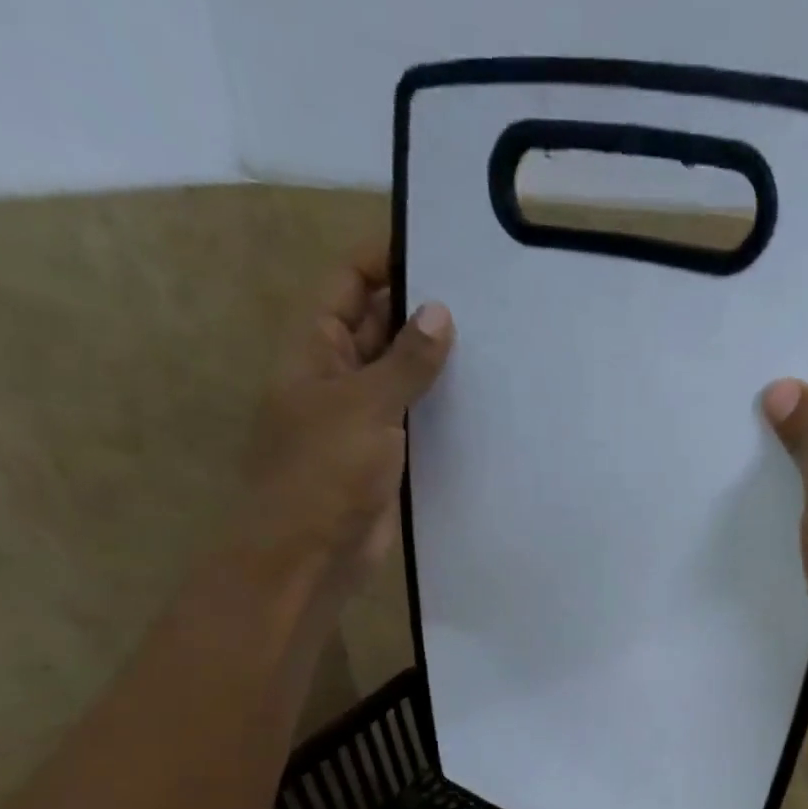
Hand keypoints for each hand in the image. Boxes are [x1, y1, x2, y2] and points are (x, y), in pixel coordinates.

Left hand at [224, 250, 452, 606]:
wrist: (312, 555)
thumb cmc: (324, 472)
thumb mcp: (365, 407)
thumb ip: (405, 361)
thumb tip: (440, 312)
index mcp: (315, 348)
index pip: (348, 282)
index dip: (385, 261)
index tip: (440, 253)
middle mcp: (338, 376)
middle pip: (379, 326)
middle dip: (421, 311)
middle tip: (484, 299)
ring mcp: (364, 419)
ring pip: (402, 377)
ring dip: (437, 364)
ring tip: (495, 343)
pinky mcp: (388, 458)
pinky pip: (417, 421)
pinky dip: (443, 410)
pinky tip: (483, 401)